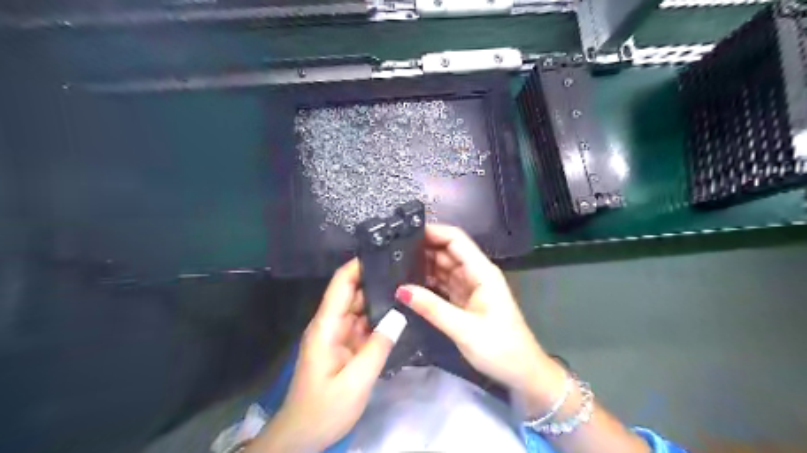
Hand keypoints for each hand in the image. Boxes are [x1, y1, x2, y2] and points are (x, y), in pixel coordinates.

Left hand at [252, 260, 405, 450]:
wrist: (302, 437)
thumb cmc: (324, 409)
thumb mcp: (356, 381)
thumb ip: (378, 347)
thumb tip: (399, 314)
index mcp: (326, 326)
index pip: (341, 284)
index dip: (358, 265)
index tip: (384, 252)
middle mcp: (331, 324)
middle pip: (353, 292)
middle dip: (376, 279)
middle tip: (407, 270)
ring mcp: (338, 335)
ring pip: (360, 308)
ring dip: (380, 298)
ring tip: (408, 287)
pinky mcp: (344, 346)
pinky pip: (363, 325)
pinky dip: (379, 319)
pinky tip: (398, 314)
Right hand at [396, 225, 561, 407]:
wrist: (521, 372)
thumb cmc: (500, 347)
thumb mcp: (464, 328)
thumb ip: (432, 308)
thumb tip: (400, 290)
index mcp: (481, 272)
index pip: (456, 240)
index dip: (433, 232)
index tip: (405, 232)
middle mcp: (475, 273)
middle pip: (447, 251)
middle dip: (423, 247)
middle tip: (392, 250)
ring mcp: (469, 286)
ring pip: (443, 267)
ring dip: (423, 264)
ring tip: (394, 263)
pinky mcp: (464, 299)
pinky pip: (443, 283)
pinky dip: (427, 281)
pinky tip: (408, 282)